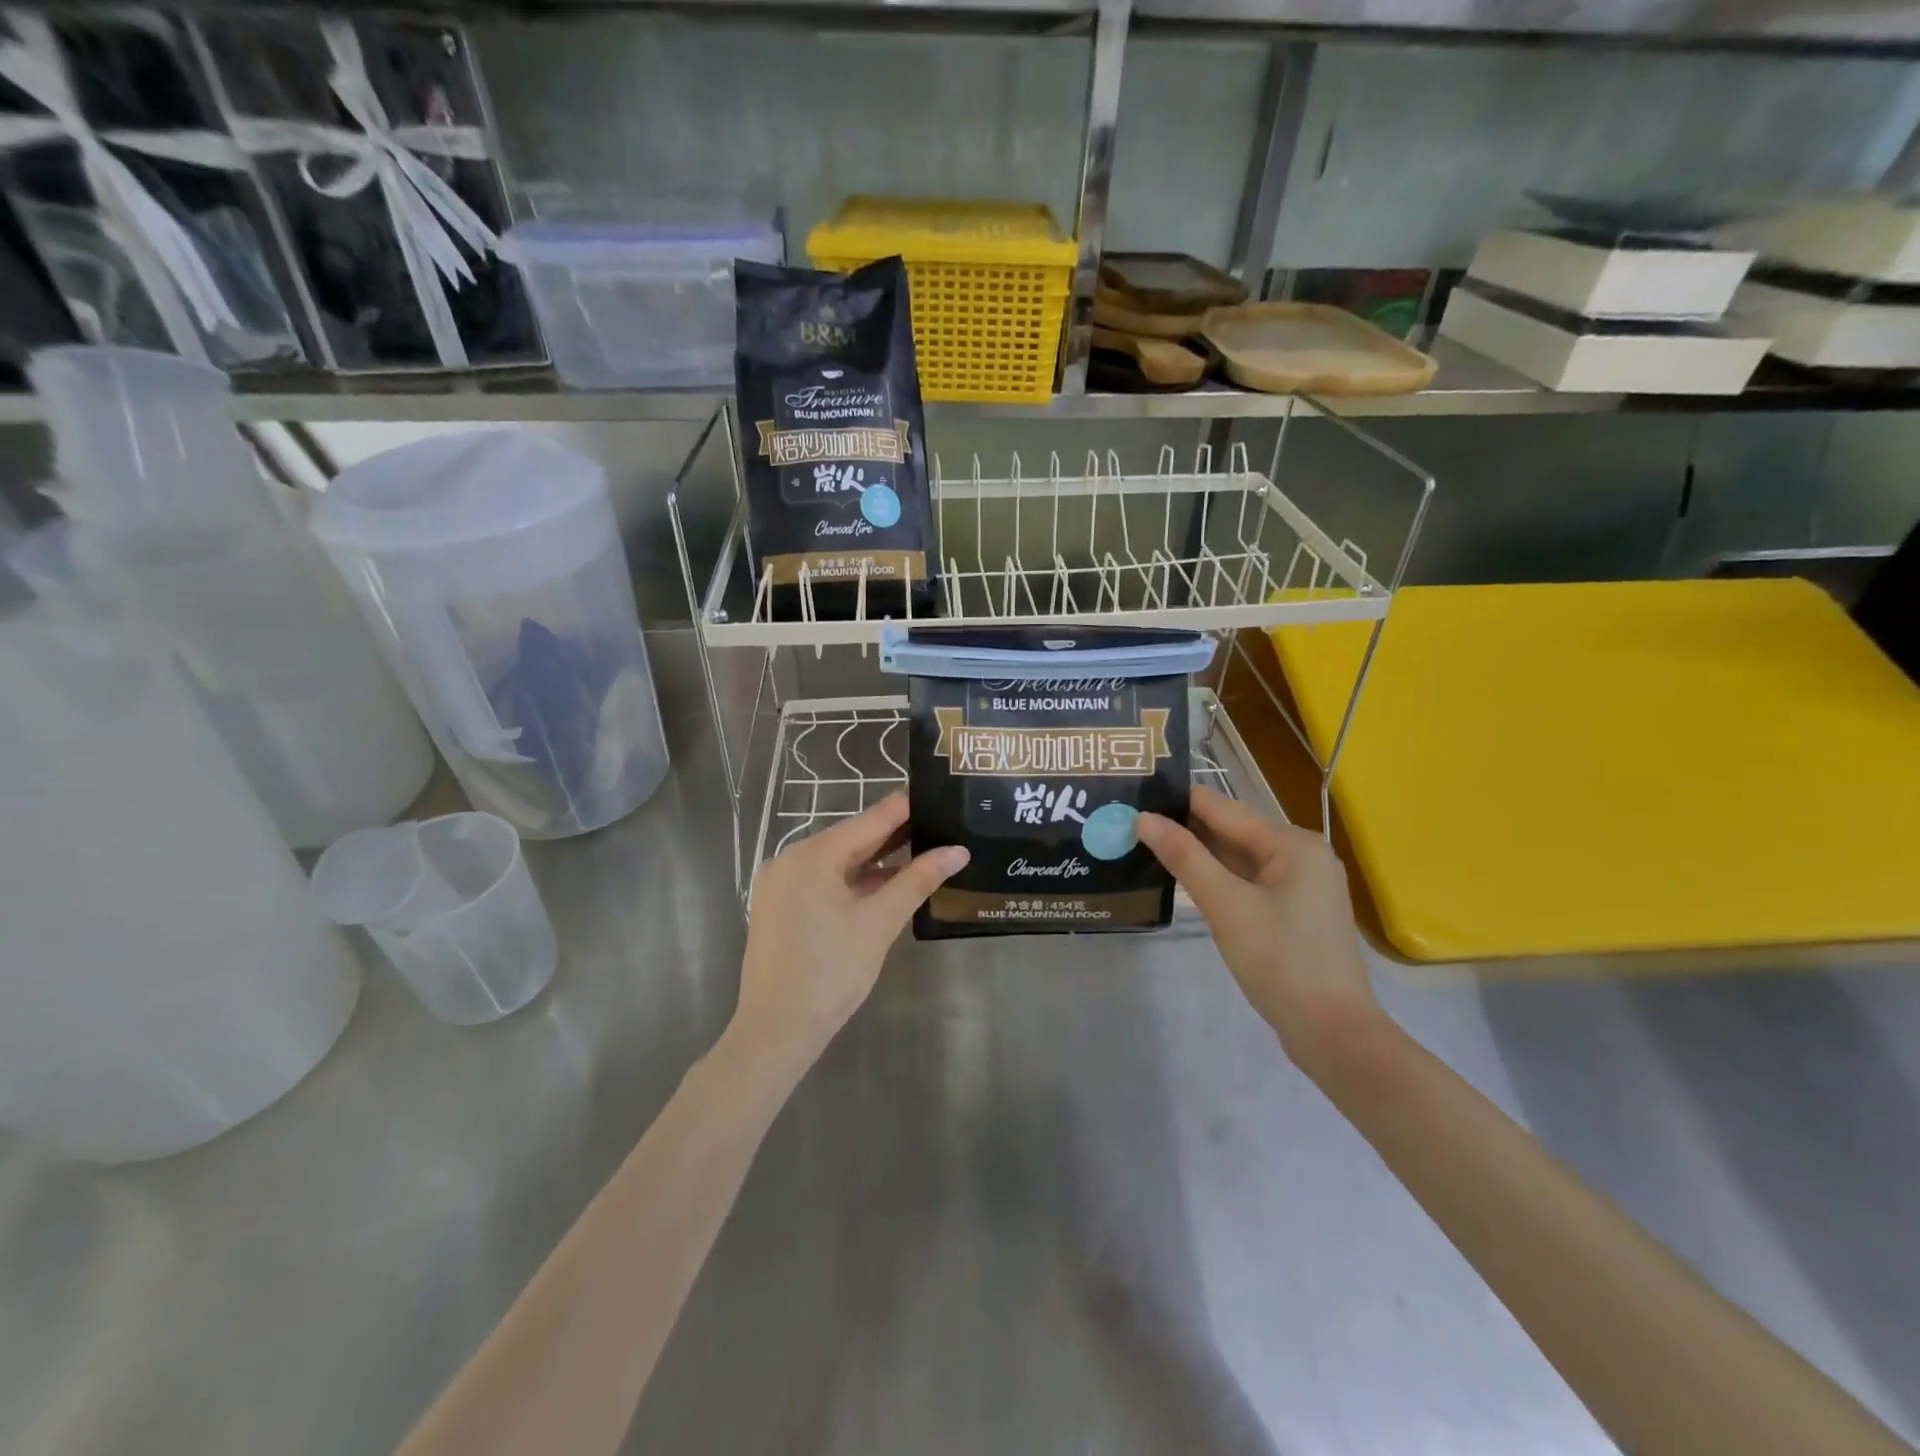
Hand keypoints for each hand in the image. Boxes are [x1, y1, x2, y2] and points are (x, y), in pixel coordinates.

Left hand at [733, 793, 967, 1065]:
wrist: (776, 1032)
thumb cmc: (830, 973)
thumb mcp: (879, 922)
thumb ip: (918, 880)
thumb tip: (958, 850)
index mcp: (811, 855)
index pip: (869, 820)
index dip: (906, 808)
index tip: (940, 796)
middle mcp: (790, 859)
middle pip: (852, 839)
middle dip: (896, 836)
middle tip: (941, 826)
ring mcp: (782, 884)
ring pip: (839, 862)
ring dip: (878, 862)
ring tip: (925, 852)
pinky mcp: (782, 907)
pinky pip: (826, 882)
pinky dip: (856, 882)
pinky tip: (889, 884)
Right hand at [1138, 785, 1379, 1075]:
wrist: (1333, 1034)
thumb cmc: (1280, 962)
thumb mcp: (1226, 906)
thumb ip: (1184, 857)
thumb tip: (1144, 818)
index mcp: (1292, 843)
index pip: (1222, 807)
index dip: (1177, 801)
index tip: (1134, 796)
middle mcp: (1302, 853)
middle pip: (1232, 829)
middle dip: (1185, 827)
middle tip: (1131, 822)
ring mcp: (1302, 883)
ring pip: (1239, 856)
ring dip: (1199, 852)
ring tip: (1146, 843)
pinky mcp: (1295, 909)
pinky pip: (1249, 879)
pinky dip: (1218, 876)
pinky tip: (1185, 877)